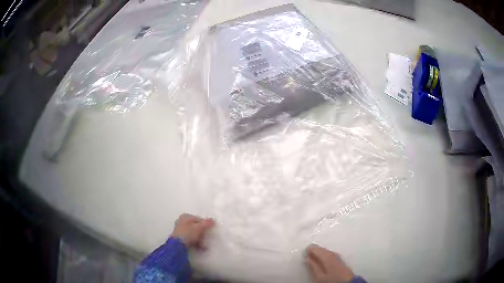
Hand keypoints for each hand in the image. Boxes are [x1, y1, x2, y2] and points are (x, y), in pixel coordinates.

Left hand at [171, 213, 214, 247]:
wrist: (177, 246)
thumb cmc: (188, 234)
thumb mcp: (199, 227)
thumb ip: (206, 223)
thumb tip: (213, 220)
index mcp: (186, 216)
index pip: (199, 219)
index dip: (206, 224)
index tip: (210, 230)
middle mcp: (182, 222)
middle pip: (196, 226)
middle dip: (203, 233)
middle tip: (208, 238)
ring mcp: (180, 230)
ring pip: (194, 233)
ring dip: (200, 239)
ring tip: (205, 245)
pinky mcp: (180, 238)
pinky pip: (191, 239)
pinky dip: (196, 243)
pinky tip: (200, 248)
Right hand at [305, 244, 354, 282]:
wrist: (347, 282)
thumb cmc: (332, 280)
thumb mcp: (320, 276)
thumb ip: (313, 266)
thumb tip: (306, 257)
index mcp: (327, 256)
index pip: (315, 248)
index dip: (308, 250)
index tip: (303, 254)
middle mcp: (332, 253)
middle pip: (321, 249)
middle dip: (313, 251)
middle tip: (306, 256)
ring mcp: (336, 255)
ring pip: (325, 251)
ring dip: (318, 253)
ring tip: (312, 259)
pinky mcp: (339, 259)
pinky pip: (328, 254)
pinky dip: (323, 255)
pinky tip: (321, 260)